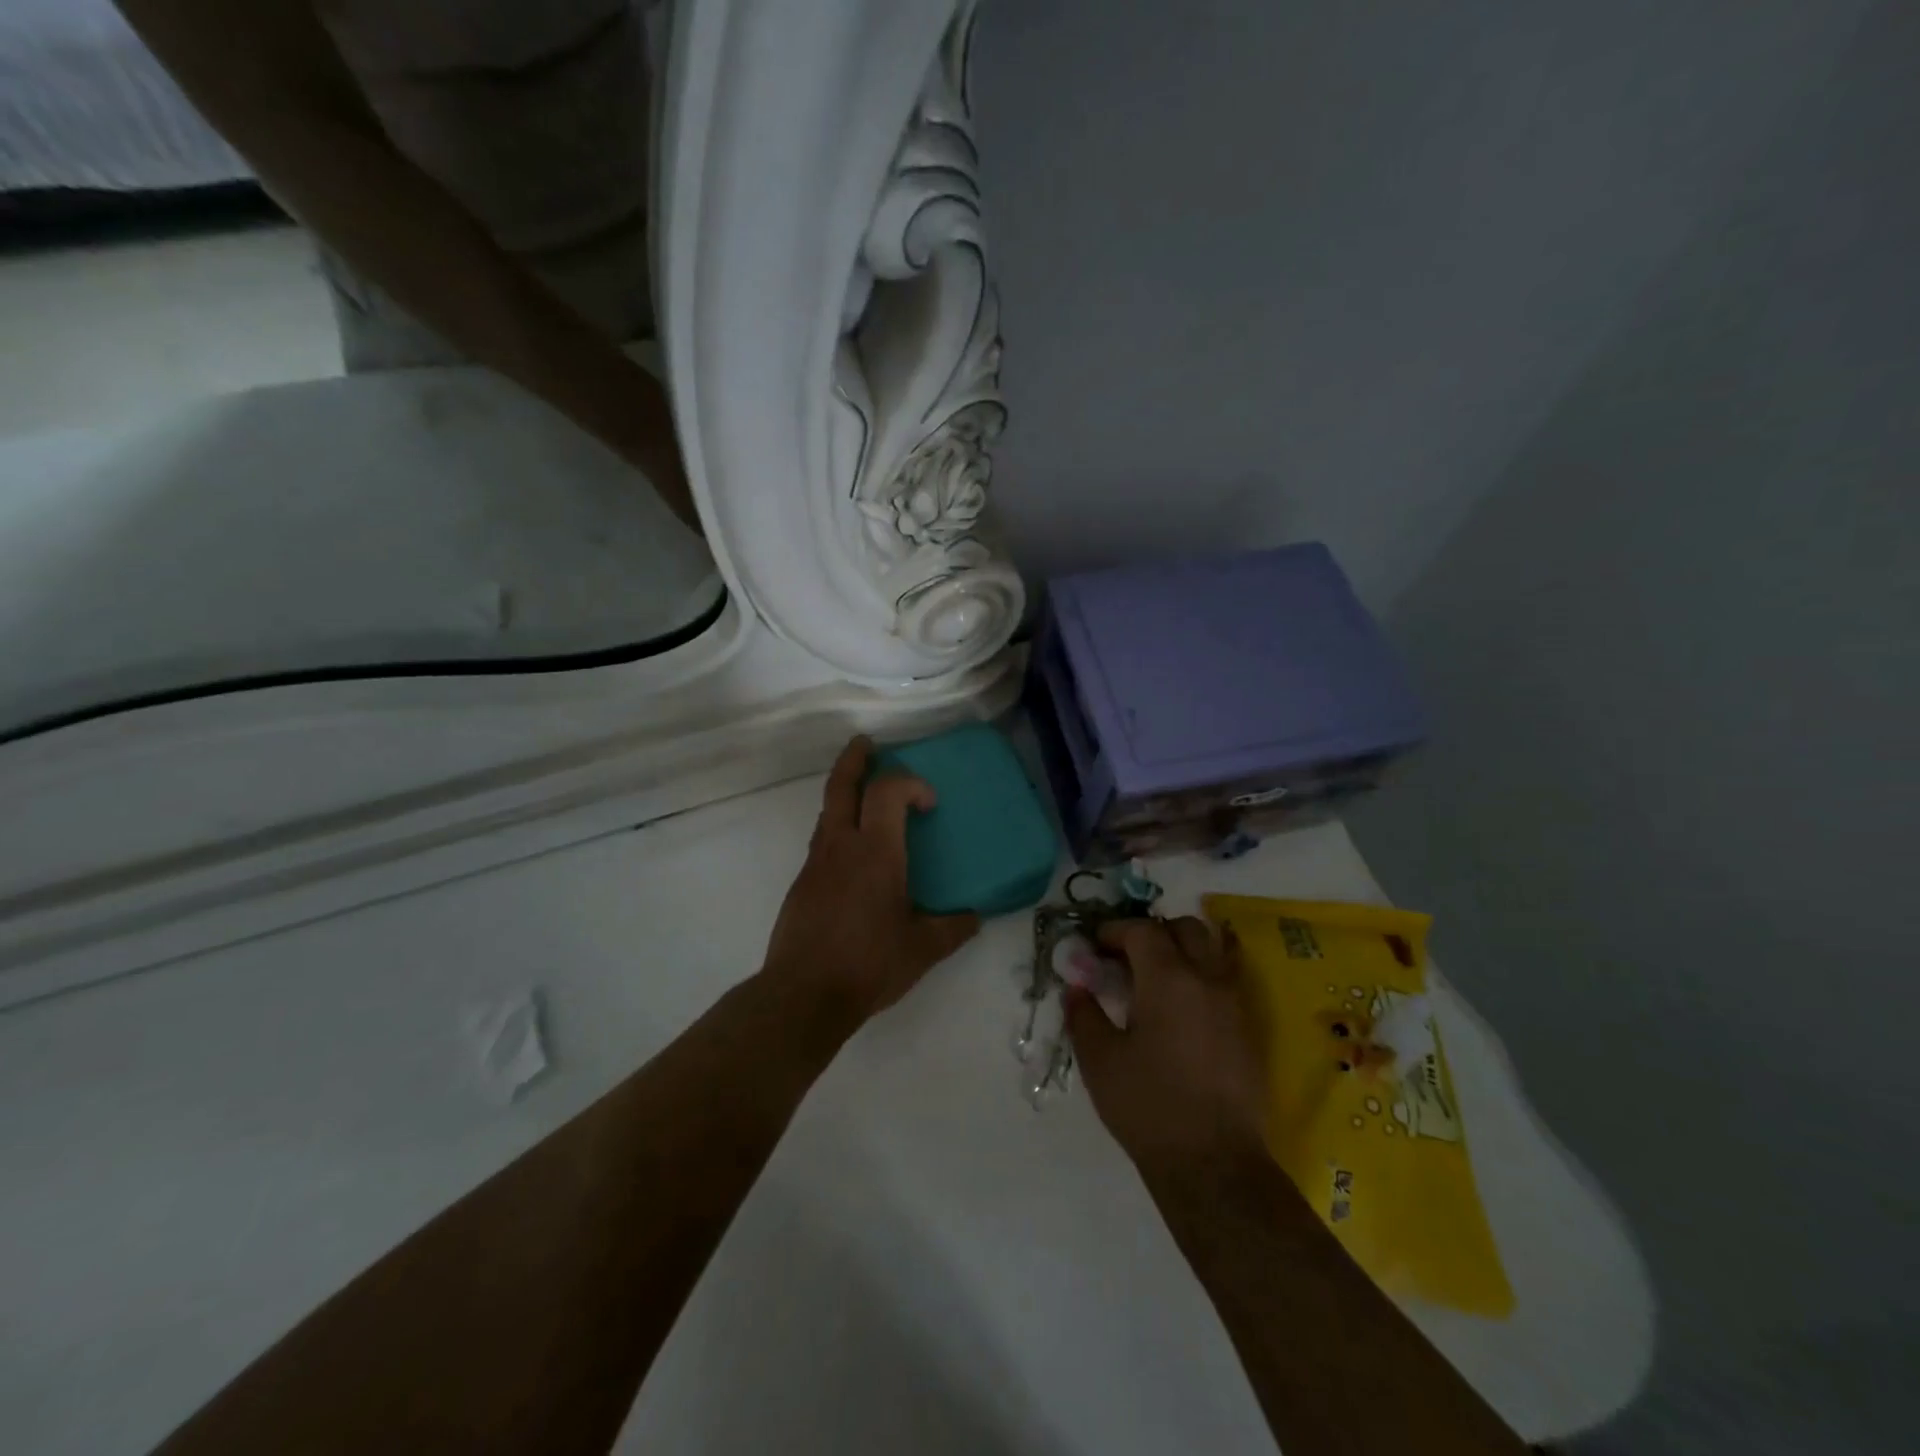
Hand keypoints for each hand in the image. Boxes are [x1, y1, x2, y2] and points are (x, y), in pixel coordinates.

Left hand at [762, 736, 980, 1030]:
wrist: (804, 994)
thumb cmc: (869, 963)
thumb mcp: (923, 949)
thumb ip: (953, 928)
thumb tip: (974, 917)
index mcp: (876, 852)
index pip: (887, 790)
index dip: (910, 783)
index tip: (928, 803)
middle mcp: (841, 846)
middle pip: (842, 785)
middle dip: (855, 759)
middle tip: (867, 744)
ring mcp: (816, 863)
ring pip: (828, 812)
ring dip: (846, 793)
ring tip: (866, 798)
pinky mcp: (802, 884)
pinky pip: (822, 841)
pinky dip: (839, 829)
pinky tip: (854, 857)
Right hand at [1066, 917, 1269, 1183]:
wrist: (1213, 1164)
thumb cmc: (1148, 1106)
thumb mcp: (1100, 1060)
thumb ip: (1083, 1014)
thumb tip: (1076, 987)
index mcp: (1169, 978)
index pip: (1142, 930)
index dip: (1114, 931)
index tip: (1094, 947)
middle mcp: (1206, 979)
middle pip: (1185, 929)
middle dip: (1153, 933)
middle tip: (1126, 958)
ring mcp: (1233, 1004)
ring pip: (1211, 951)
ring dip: (1181, 951)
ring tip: (1155, 980)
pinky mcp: (1246, 1030)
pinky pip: (1224, 981)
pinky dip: (1200, 978)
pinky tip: (1179, 1010)